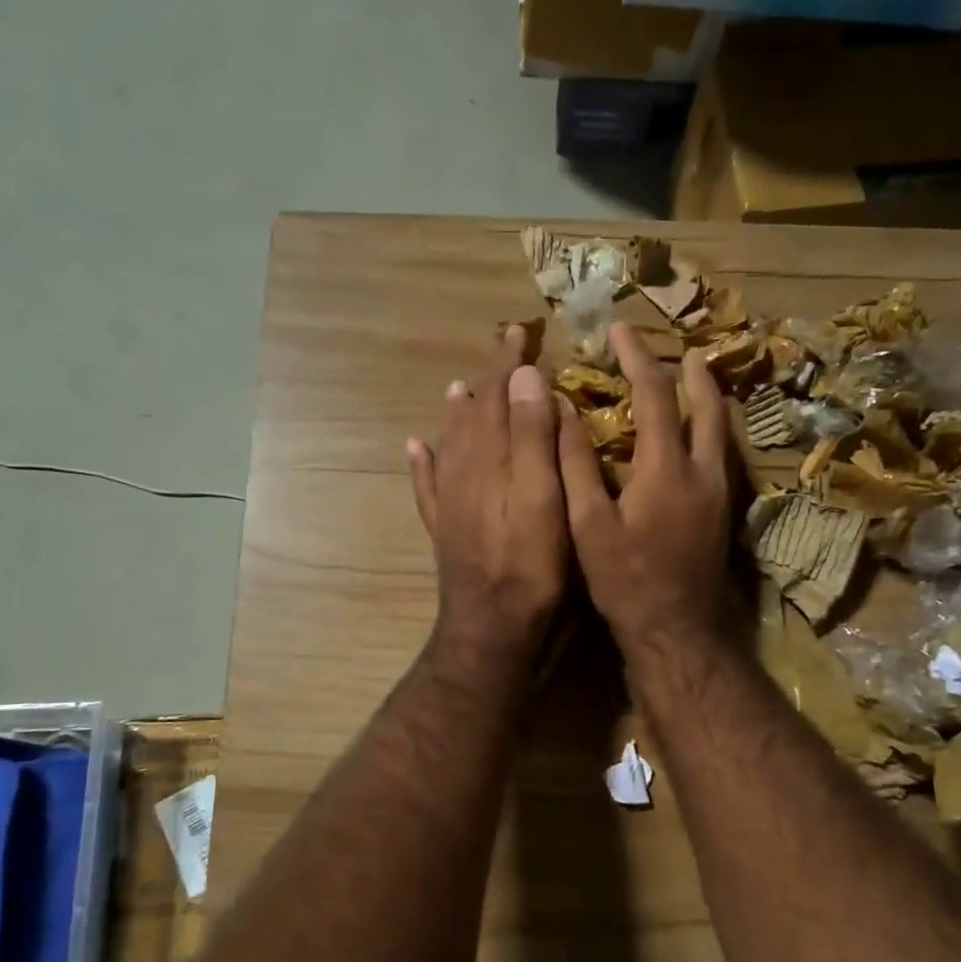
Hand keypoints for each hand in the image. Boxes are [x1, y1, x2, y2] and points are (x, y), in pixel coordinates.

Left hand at [408, 327, 569, 657]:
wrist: (492, 630)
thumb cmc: (531, 568)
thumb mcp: (545, 499)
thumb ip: (532, 438)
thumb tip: (526, 377)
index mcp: (491, 459)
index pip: (498, 396)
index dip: (509, 363)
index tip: (521, 331)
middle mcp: (463, 472)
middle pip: (473, 414)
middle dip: (488, 380)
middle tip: (502, 352)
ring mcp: (450, 502)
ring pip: (449, 443)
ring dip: (457, 412)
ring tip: (458, 387)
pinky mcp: (445, 529)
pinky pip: (427, 484)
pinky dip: (422, 462)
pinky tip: (416, 448)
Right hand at [557, 322, 733, 659]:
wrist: (675, 629)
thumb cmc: (624, 579)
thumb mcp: (587, 523)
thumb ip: (575, 464)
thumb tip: (562, 410)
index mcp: (666, 467)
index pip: (655, 394)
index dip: (637, 357)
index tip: (620, 330)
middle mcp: (703, 470)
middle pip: (705, 404)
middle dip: (689, 370)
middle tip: (675, 348)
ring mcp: (720, 492)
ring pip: (721, 428)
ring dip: (707, 396)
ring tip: (694, 377)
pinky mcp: (724, 511)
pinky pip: (723, 452)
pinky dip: (711, 427)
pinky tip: (699, 432)